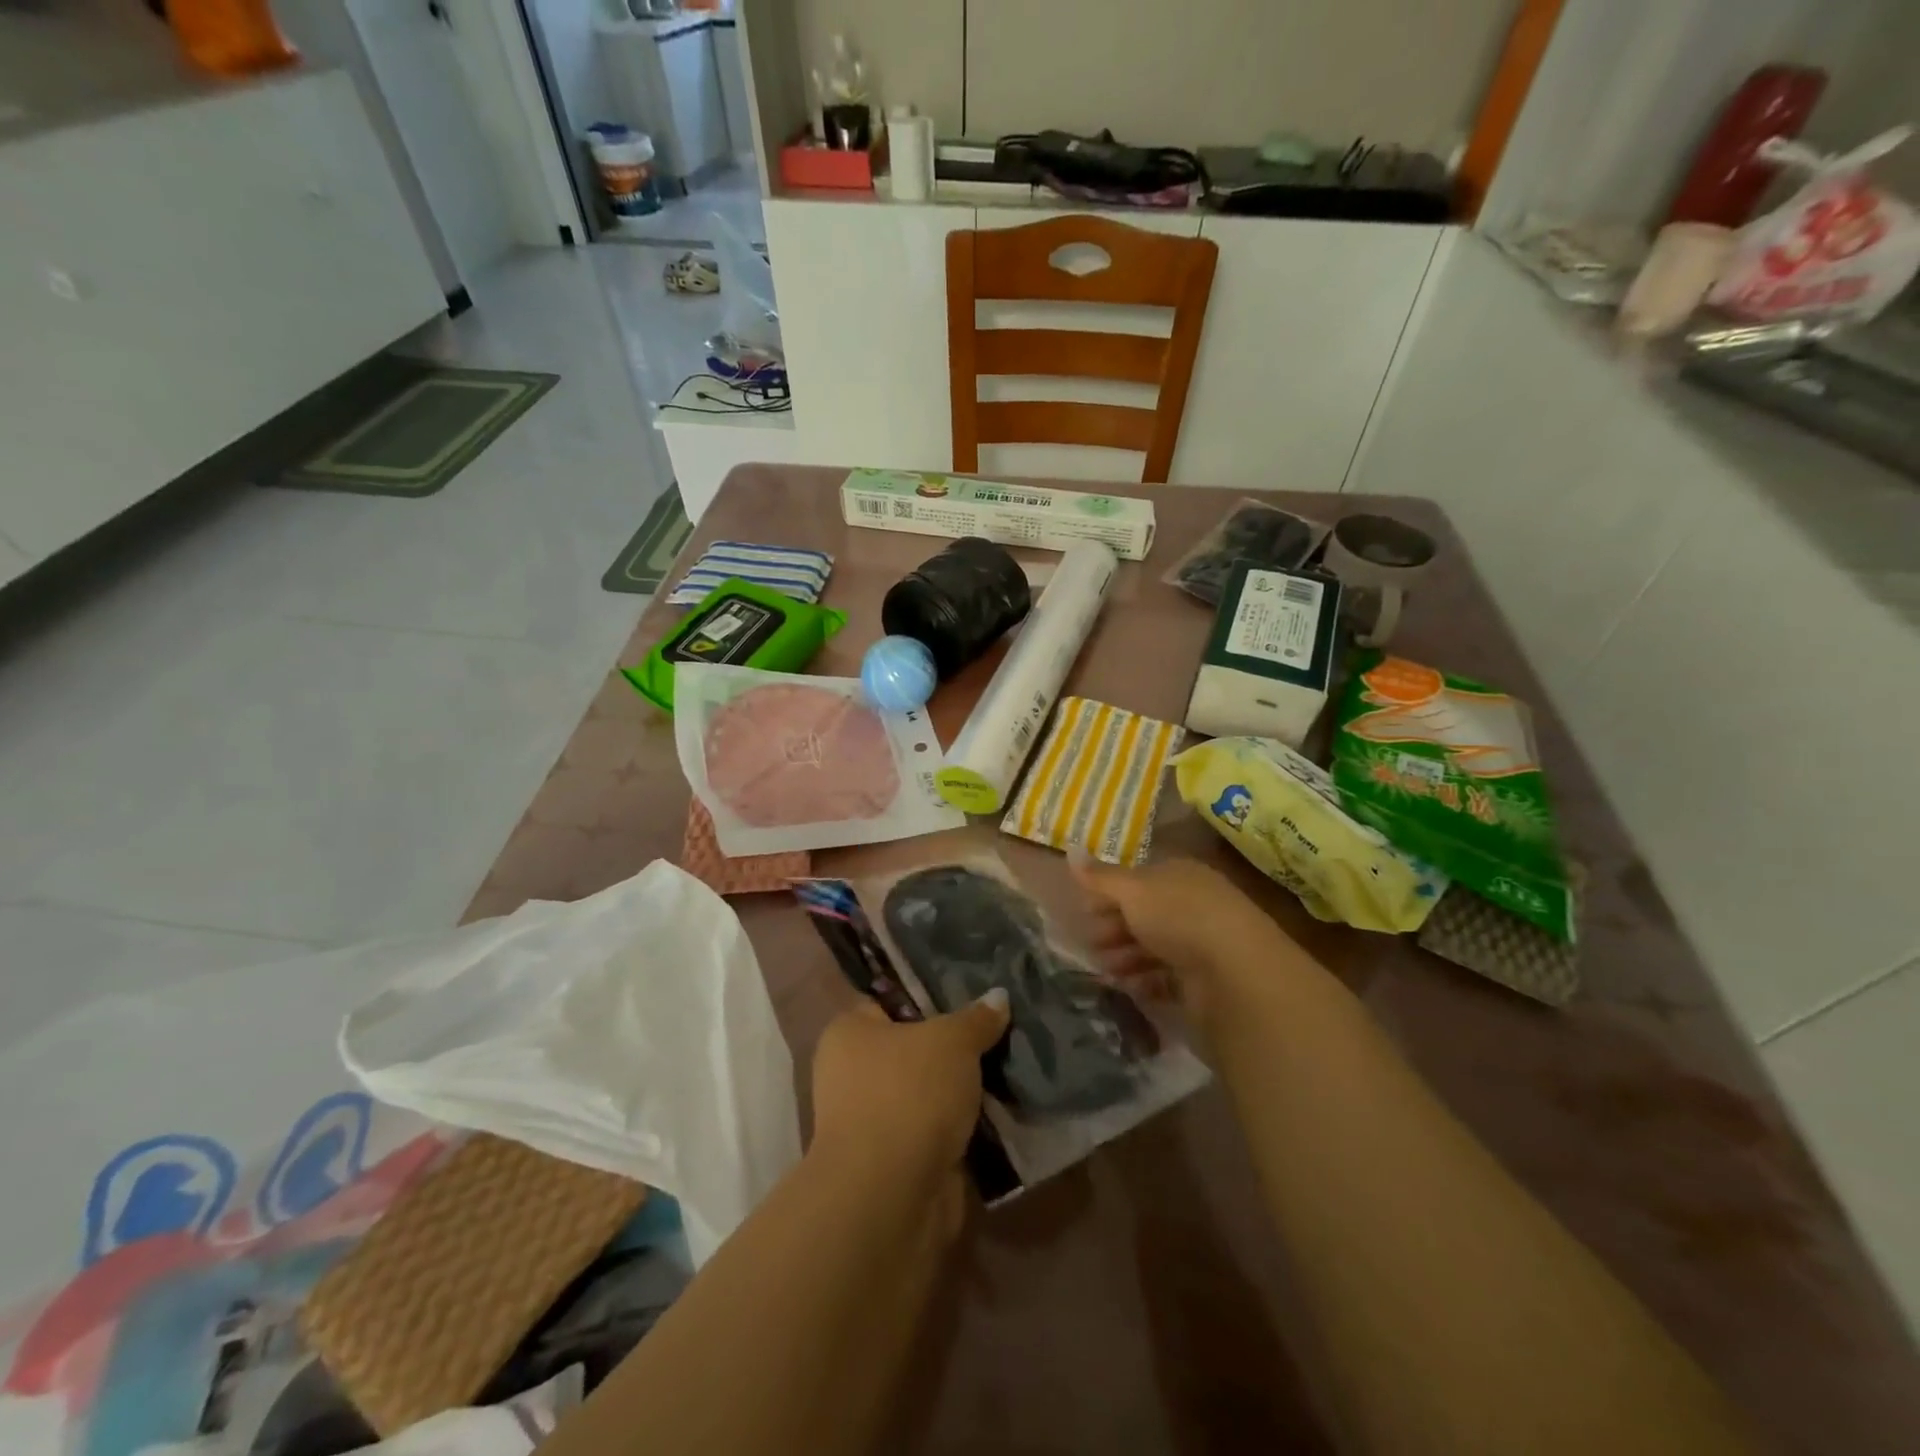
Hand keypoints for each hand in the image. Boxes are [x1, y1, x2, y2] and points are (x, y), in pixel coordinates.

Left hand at [809, 993, 1010, 1198]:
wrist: (892, 1196)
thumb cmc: (908, 1093)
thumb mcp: (952, 1040)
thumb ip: (976, 1019)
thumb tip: (999, 997)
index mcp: (848, 1034)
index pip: (887, 1002)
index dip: (926, 998)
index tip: (969, 995)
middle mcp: (851, 1075)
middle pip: (912, 1050)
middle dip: (952, 1048)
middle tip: (998, 1032)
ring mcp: (873, 1123)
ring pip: (928, 1094)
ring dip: (961, 1092)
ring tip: (1010, 1068)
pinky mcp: (898, 1164)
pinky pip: (938, 1133)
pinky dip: (963, 1129)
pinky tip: (1001, 1114)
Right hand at [1069, 852, 1309, 1030]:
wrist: (1236, 973)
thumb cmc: (1179, 917)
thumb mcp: (1132, 890)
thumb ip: (1100, 877)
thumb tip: (1069, 850)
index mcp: (1179, 874)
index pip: (1138, 880)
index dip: (1109, 893)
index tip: (1084, 911)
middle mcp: (1192, 904)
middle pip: (1145, 914)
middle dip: (1114, 928)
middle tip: (1091, 945)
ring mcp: (1201, 943)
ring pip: (1154, 947)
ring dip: (1126, 957)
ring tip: (1107, 972)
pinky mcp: (1205, 980)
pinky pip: (1168, 978)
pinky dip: (1147, 981)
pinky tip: (1132, 988)